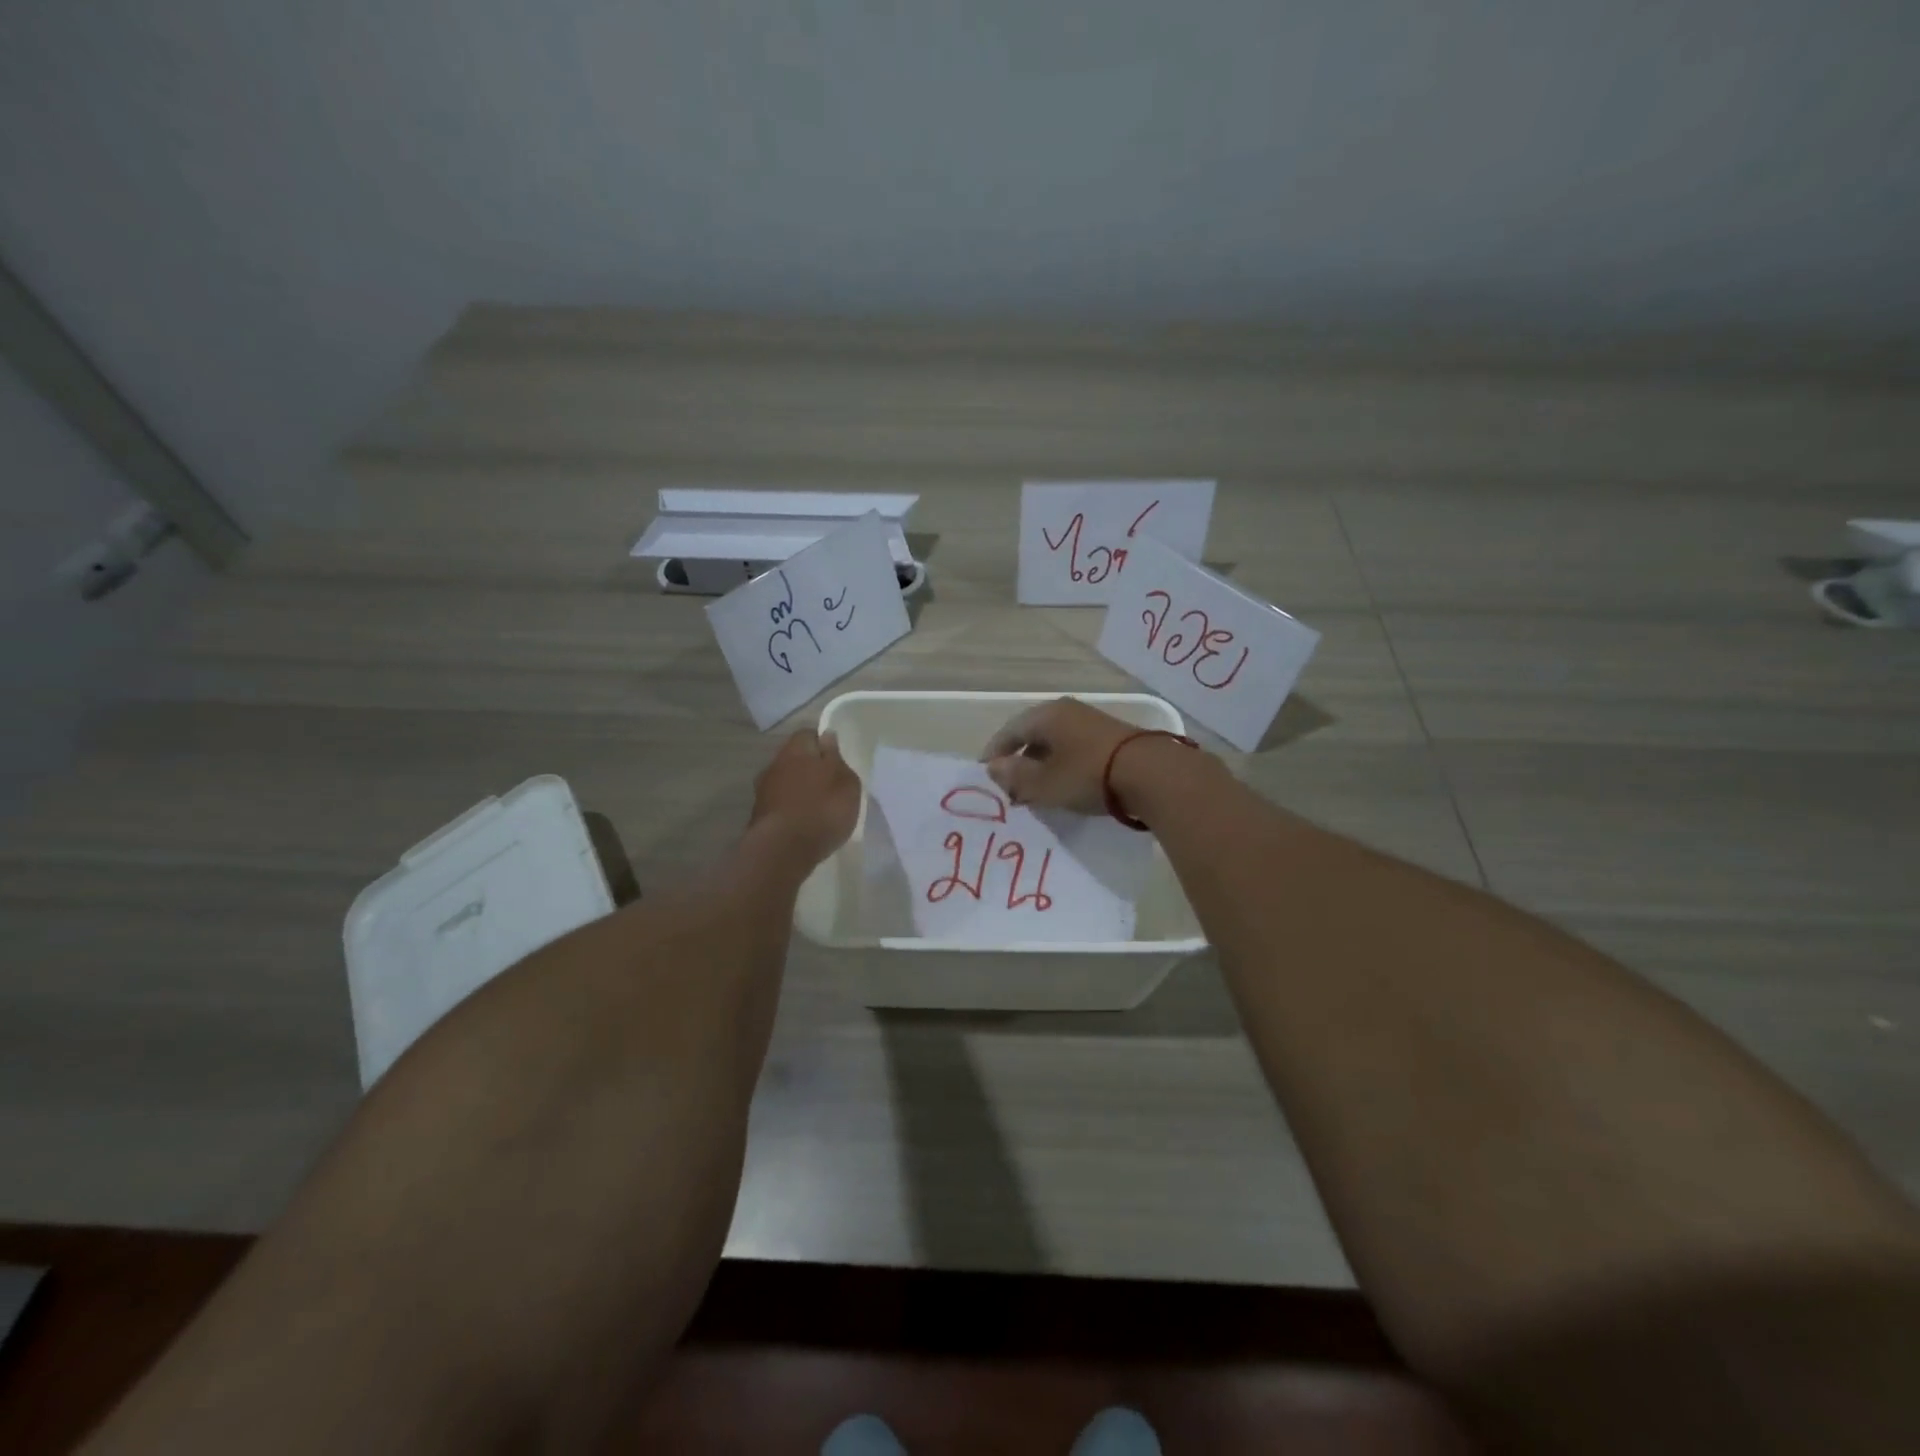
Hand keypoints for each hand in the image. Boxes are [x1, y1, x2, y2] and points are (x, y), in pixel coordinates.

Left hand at [749, 729, 860, 865]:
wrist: (782, 850)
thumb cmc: (822, 809)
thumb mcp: (846, 782)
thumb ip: (837, 758)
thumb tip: (827, 737)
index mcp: (796, 749)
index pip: (808, 734)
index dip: (823, 743)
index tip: (836, 759)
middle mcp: (774, 764)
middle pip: (794, 758)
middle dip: (810, 768)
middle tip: (830, 784)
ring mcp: (763, 791)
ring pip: (785, 782)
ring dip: (799, 790)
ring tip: (818, 807)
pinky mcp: (759, 815)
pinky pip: (780, 804)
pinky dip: (791, 809)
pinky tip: (804, 823)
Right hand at [979, 697, 1157, 813]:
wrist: (1152, 774)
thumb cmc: (1088, 775)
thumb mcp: (1044, 783)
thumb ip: (1015, 776)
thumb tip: (993, 768)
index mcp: (1046, 715)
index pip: (1009, 731)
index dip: (994, 753)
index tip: (985, 775)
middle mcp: (1067, 711)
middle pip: (1033, 735)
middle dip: (1019, 761)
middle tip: (1011, 788)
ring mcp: (1091, 722)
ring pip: (1055, 743)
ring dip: (1042, 765)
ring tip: (1037, 791)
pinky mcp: (1111, 737)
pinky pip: (1075, 748)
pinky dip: (1063, 765)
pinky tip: (1066, 785)